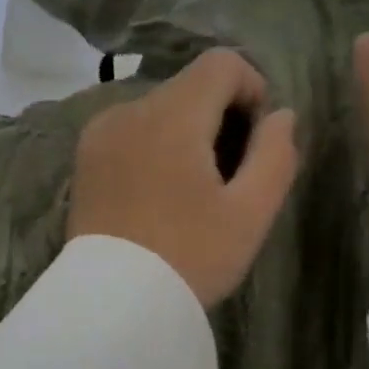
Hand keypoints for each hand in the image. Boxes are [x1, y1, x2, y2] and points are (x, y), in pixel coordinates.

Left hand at [69, 49, 298, 306]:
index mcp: (172, 116)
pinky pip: (133, 129)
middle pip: (190, 85)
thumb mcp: (250, 214)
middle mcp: (130, 109)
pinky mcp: (85, 156)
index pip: (221, 63)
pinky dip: (156, 145)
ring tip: (193, 191)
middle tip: (229, 176)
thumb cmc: (189, 258)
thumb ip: (276, 155)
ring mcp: (101, 132)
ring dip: (187, 132)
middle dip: (221, 116)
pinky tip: (159, 194)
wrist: (111, 305)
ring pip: (161, 108)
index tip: (255, 139)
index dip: (252, 89)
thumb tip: (282, 115)